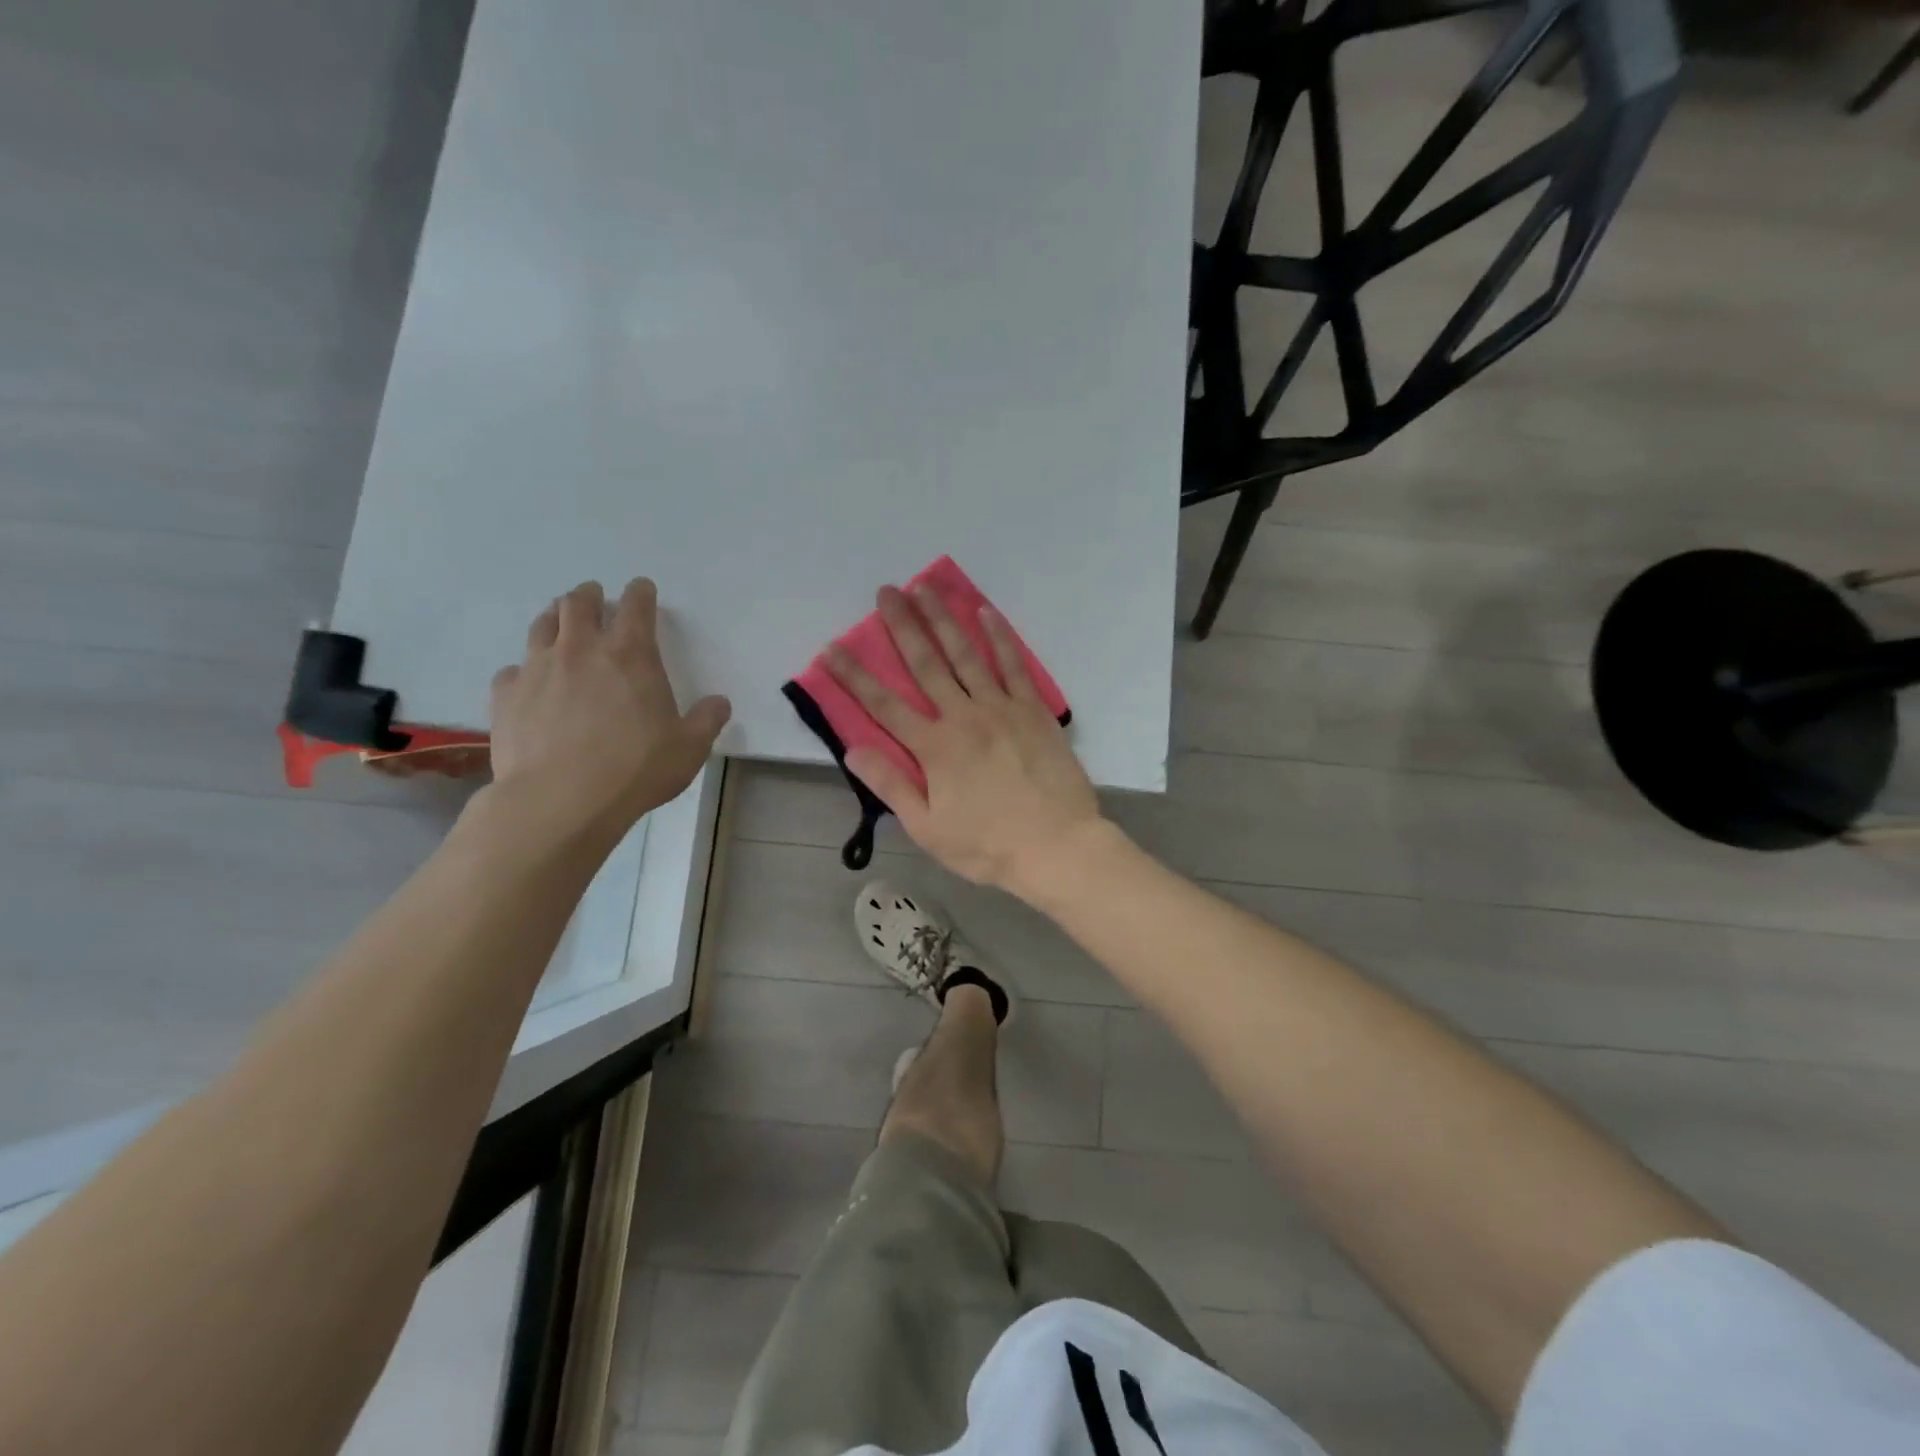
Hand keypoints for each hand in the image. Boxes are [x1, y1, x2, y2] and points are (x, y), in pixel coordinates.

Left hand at [488, 579, 729, 842]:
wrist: (560, 800)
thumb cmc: (635, 769)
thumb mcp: (689, 748)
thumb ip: (707, 720)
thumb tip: (719, 703)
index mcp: (631, 654)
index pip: (636, 605)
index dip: (640, 592)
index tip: (642, 589)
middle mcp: (581, 649)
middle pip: (579, 602)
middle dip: (590, 596)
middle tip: (595, 600)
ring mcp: (538, 668)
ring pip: (542, 625)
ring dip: (555, 619)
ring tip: (561, 625)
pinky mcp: (506, 694)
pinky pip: (513, 670)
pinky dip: (525, 670)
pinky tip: (531, 684)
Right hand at [826, 583, 1103, 898]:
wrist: (1057, 846)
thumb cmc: (988, 846)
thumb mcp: (928, 828)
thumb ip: (891, 786)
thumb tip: (853, 750)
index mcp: (934, 748)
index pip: (883, 705)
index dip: (854, 676)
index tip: (832, 648)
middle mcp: (963, 717)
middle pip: (925, 665)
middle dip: (902, 626)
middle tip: (886, 592)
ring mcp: (1001, 708)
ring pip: (965, 655)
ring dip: (943, 619)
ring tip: (925, 587)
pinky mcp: (1033, 709)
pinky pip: (1013, 665)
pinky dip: (998, 637)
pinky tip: (984, 612)